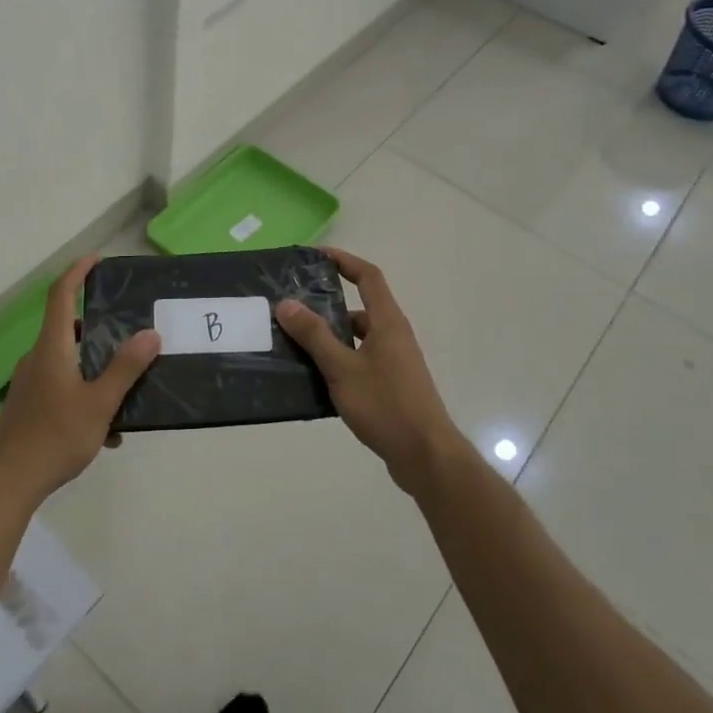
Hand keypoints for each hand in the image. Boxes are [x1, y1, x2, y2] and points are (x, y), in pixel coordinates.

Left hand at [0, 256, 160, 505]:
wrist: (7, 483)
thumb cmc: (54, 436)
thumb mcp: (100, 403)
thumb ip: (126, 368)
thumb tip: (151, 333)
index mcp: (52, 347)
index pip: (61, 295)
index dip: (77, 272)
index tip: (97, 259)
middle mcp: (37, 358)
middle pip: (68, 328)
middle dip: (99, 328)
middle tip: (129, 332)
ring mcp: (30, 383)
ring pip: (68, 362)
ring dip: (96, 370)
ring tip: (125, 392)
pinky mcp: (28, 406)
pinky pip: (62, 387)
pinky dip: (85, 396)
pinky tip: (105, 431)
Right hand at [275, 247, 464, 494]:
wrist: (426, 456)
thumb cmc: (386, 405)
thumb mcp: (342, 368)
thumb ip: (314, 336)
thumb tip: (286, 303)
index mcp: (387, 322)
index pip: (368, 276)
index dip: (344, 260)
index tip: (315, 256)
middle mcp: (394, 336)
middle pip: (359, 308)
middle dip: (326, 306)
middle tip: (292, 309)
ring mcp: (395, 362)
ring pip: (357, 339)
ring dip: (329, 338)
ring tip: (294, 345)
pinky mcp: (391, 386)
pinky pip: (359, 362)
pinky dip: (338, 362)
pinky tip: (314, 379)